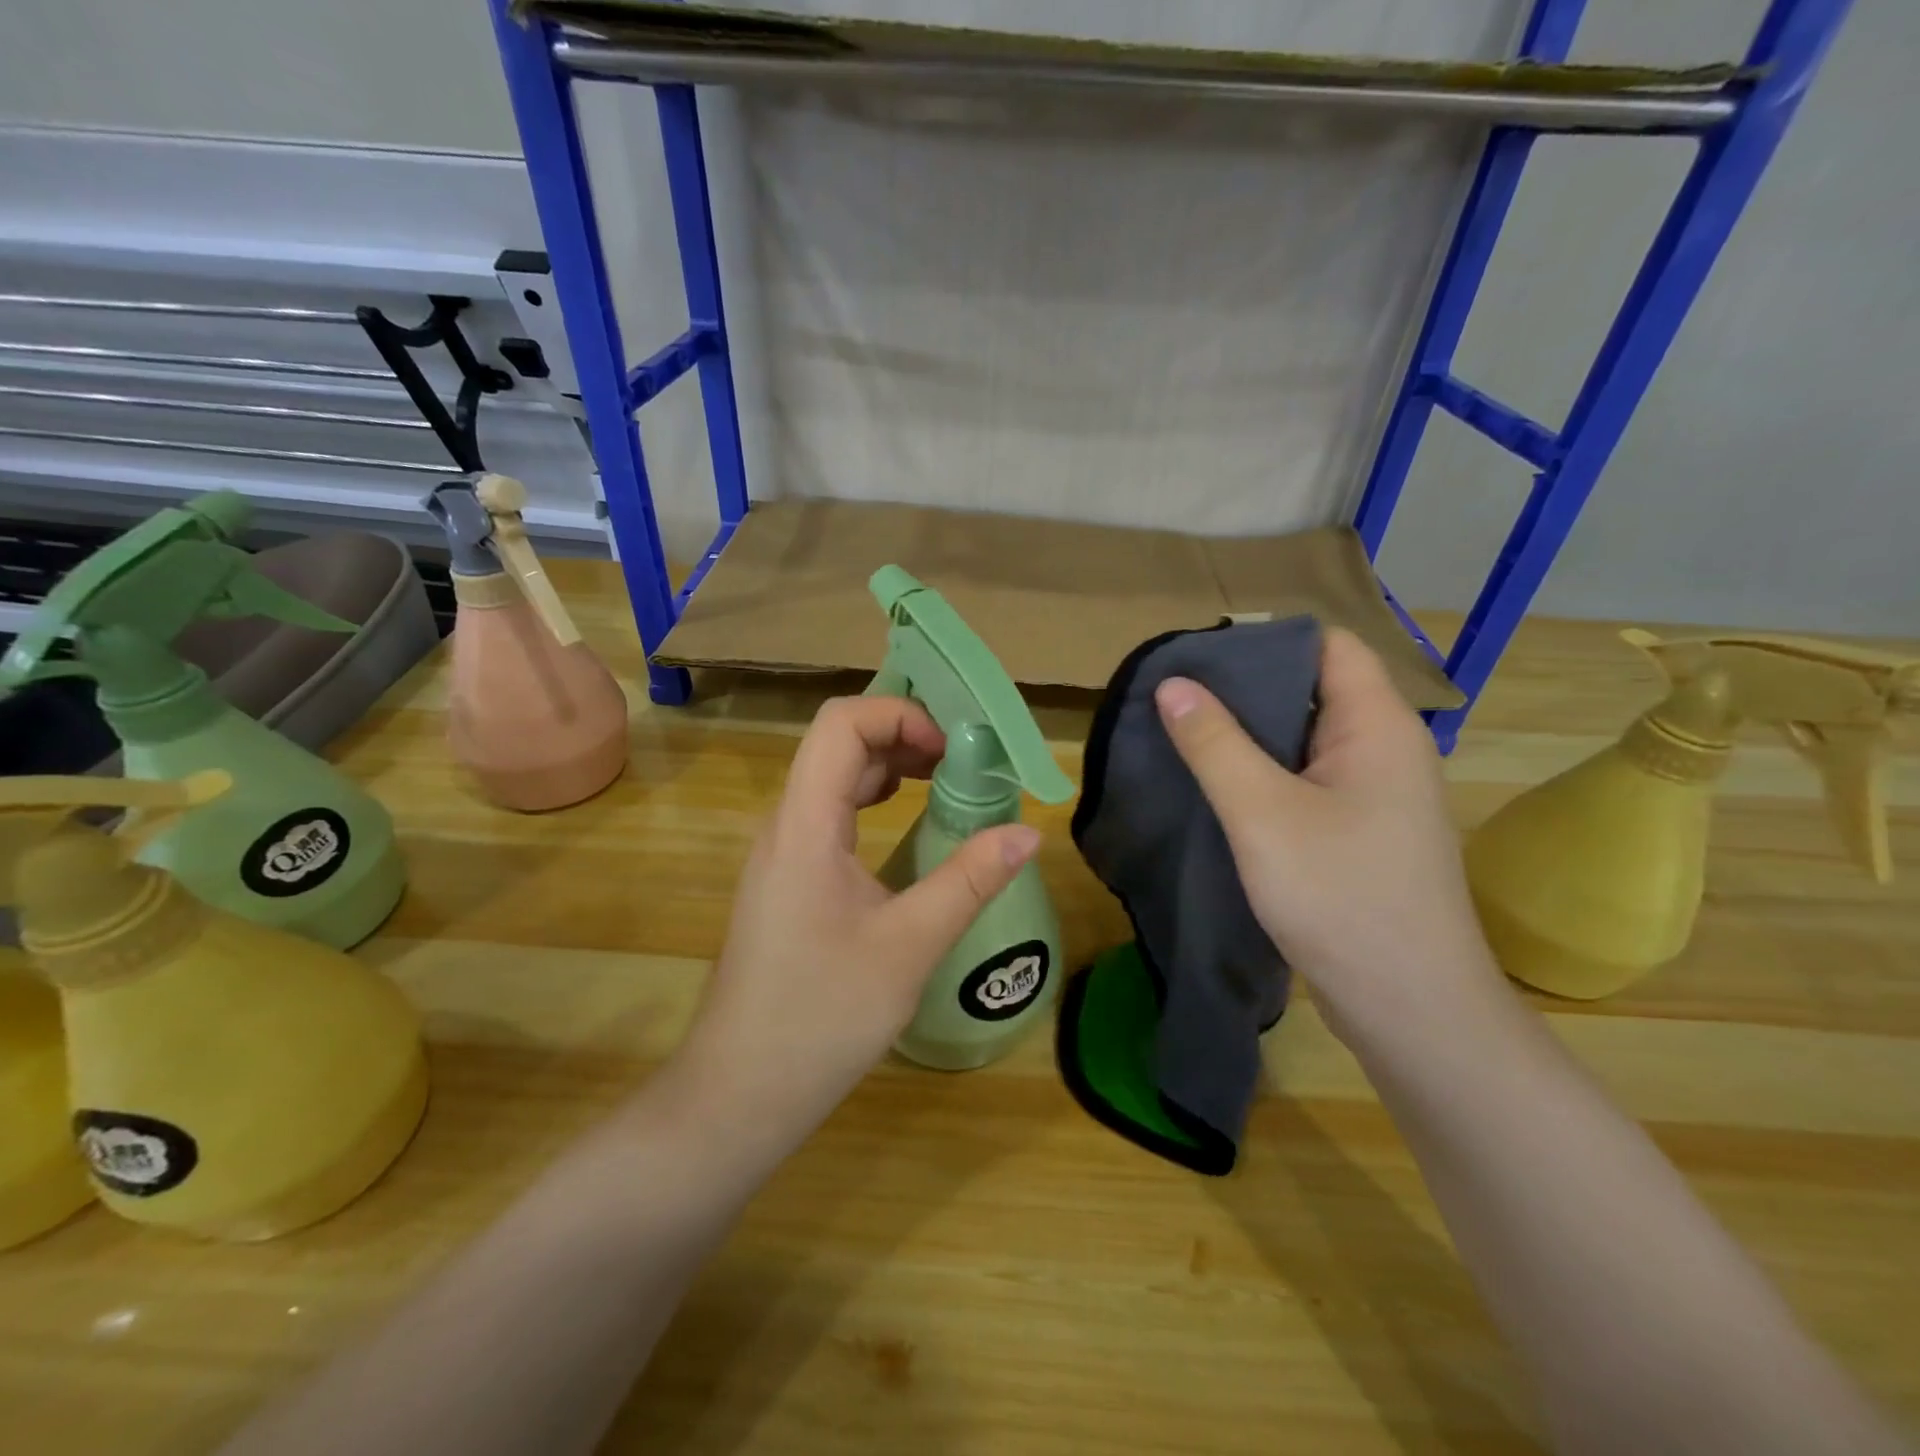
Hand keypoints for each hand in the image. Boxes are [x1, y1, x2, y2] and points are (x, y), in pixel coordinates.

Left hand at [669, 696, 1041, 1156]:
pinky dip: (872, 804)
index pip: (840, 724)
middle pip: (837, 745)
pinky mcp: (787, 882)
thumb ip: (969, 881)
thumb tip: (1028, 832)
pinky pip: (829, 817)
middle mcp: (785, 825)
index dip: (898, 715)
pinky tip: (907, 827)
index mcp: (804, 825)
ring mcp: (781, 854)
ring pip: (833, 780)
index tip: (952, 750)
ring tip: (945, 785)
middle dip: (902, 737)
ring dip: (889, 770)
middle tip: (962, 764)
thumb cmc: (821, 1017)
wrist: (740, 1092)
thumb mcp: (910, 946)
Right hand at [1153, 628, 1503, 1044]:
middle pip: (1313, 689)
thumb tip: (1172, 683)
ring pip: (1306, 740)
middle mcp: (1385, 748)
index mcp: (1377, 725)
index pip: (1327, 646)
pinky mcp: (1361, 831)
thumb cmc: (1340, 896)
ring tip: (1184, 734)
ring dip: (1250, 735)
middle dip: (1245, 688)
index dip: (1265, 640)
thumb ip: (1214, 743)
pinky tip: (1218, 787)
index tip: (1200, 656)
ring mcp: (1376, 793)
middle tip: (1176, 696)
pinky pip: (1307, 780)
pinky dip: (1264, 773)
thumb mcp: (1261, 813)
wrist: (1410, 1006)